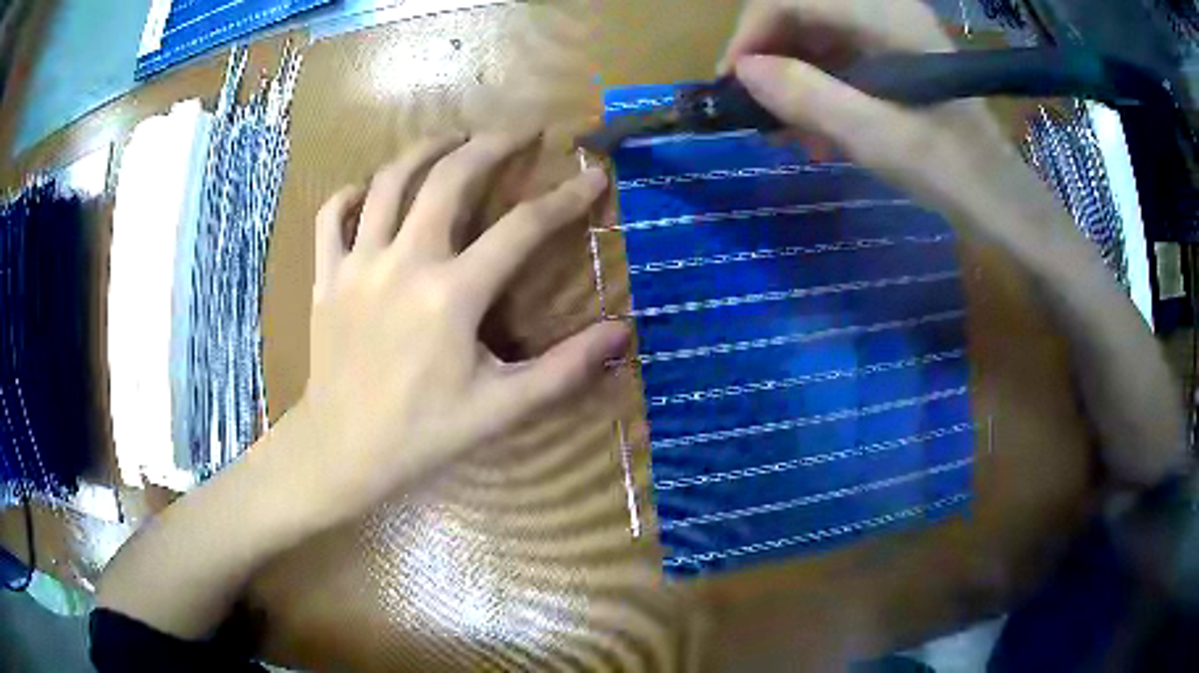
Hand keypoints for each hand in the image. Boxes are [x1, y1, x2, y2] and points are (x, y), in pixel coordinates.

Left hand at [293, 132, 629, 522]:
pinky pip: (331, 216)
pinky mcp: (326, 277)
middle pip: (449, 178)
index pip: (522, 228)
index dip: (565, 198)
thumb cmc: (422, 434)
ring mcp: (358, 264)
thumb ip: (563, 369)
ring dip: (424, 149)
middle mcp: (404, 263)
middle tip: (518, 130)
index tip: (593, 175)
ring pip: (389, 182)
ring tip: (451, 137)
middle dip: (490, 144)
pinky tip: (369, 189)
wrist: (341, 451)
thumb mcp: (500, 409)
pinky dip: (351, 193)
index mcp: (452, 295)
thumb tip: (621, 334)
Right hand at [720, 0, 1063, 252]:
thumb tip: (743, 73)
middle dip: (771, 59)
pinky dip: (817, 88)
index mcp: (885, 15)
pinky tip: (816, 130)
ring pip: (814, 34)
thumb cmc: (951, 172)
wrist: (1000, 199)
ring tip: (787, 132)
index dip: (751, 34)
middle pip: (799, 11)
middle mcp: (884, 8)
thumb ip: (808, 97)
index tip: (734, 84)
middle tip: (759, 114)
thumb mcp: (876, 138)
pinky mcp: (892, 52)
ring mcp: (889, 29)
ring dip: (792, 78)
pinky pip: (836, 55)